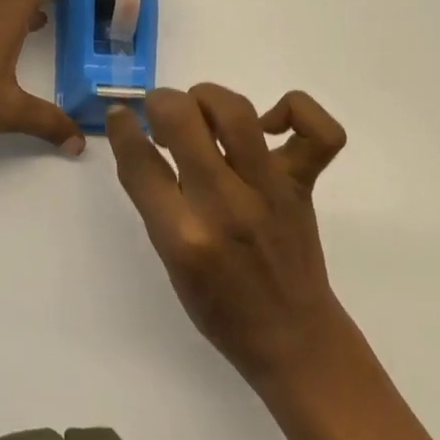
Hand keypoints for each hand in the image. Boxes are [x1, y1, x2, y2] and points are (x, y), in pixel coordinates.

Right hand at [108, 85, 348, 386]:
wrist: (294, 341)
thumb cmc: (221, 307)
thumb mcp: (169, 259)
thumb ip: (154, 198)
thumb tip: (138, 138)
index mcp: (183, 235)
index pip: (139, 161)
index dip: (121, 127)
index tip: (120, 116)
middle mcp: (225, 205)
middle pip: (183, 118)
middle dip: (162, 102)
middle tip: (163, 115)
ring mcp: (269, 191)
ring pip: (236, 111)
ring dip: (208, 98)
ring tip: (203, 114)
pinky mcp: (303, 185)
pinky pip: (319, 134)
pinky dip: (296, 110)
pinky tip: (271, 124)